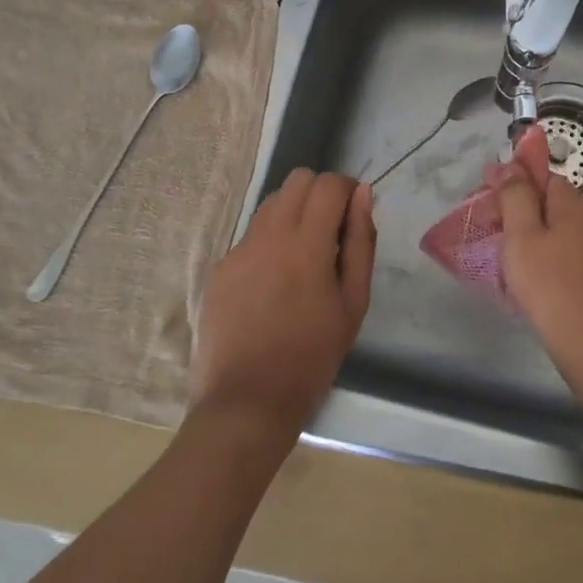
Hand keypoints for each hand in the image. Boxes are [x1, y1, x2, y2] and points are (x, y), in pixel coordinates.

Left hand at [193, 169, 375, 439]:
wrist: (247, 402)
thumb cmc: (313, 356)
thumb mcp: (353, 302)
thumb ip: (361, 242)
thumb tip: (363, 195)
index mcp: (306, 243)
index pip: (328, 184)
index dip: (347, 190)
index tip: (354, 214)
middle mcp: (268, 235)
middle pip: (297, 180)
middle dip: (320, 193)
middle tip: (332, 231)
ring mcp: (238, 250)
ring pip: (271, 204)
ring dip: (294, 213)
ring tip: (303, 256)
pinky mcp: (219, 269)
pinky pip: (251, 236)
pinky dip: (270, 242)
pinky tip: (274, 284)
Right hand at [495, 162, 582, 375]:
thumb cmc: (549, 285)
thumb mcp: (522, 235)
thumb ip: (515, 196)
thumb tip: (510, 165)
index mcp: (575, 204)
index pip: (544, 176)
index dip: (514, 181)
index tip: (486, 196)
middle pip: (550, 202)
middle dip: (519, 209)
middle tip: (488, 228)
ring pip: (557, 230)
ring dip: (530, 235)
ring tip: (502, 254)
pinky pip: (564, 253)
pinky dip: (544, 256)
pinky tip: (528, 276)